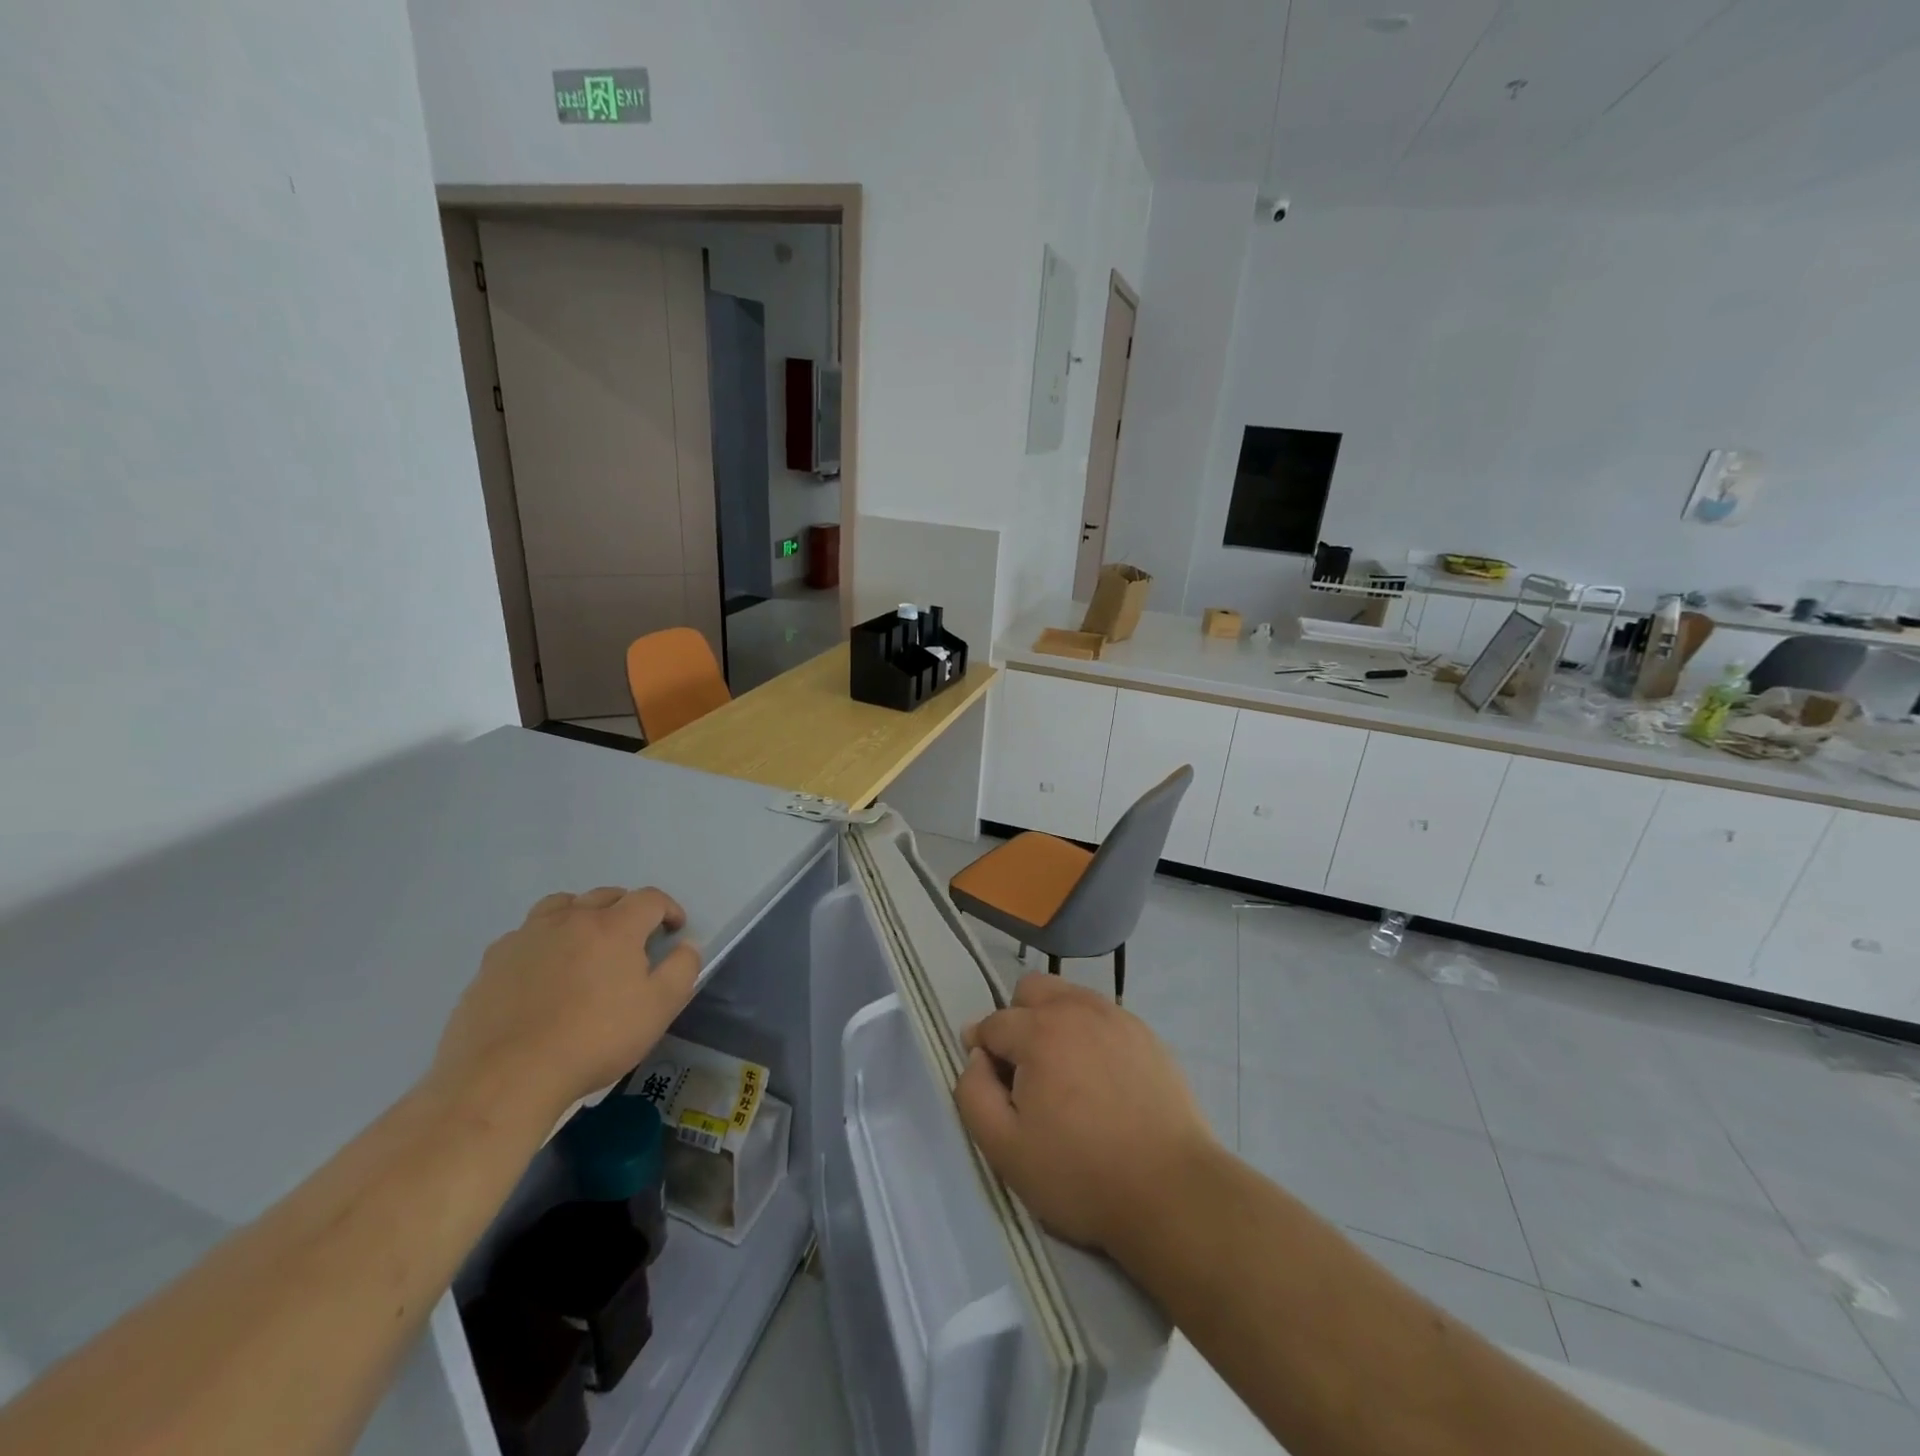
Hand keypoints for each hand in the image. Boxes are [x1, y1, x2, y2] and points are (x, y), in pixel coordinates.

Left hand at [431, 887, 701, 1124]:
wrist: (506, 1077)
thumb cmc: (594, 1039)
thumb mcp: (659, 1009)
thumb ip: (682, 969)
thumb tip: (685, 946)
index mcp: (614, 926)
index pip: (650, 899)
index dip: (668, 909)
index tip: (674, 931)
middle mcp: (570, 919)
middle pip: (605, 895)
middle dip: (627, 909)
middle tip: (634, 938)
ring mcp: (527, 937)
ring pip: (560, 906)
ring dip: (581, 914)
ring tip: (585, 942)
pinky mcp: (492, 962)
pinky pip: (525, 935)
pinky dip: (543, 941)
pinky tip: (542, 971)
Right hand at [954, 974, 1215, 1253]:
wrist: (1171, 1191)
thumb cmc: (1081, 1174)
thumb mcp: (1005, 1148)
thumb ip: (973, 1093)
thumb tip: (976, 1058)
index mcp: (1038, 1030)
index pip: (992, 1023)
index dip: (983, 1053)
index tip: (994, 1088)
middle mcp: (1076, 1009)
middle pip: (1031, 990)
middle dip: (1017, 1021)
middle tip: (1027, 1073)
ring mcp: (1117, 1017)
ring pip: (1069, 997)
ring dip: (1054, 1022)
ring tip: (1064, 1075)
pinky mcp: (1146, 1034)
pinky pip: (1103, 1017)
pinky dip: (1090, 1035)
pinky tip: (1101, 1079)